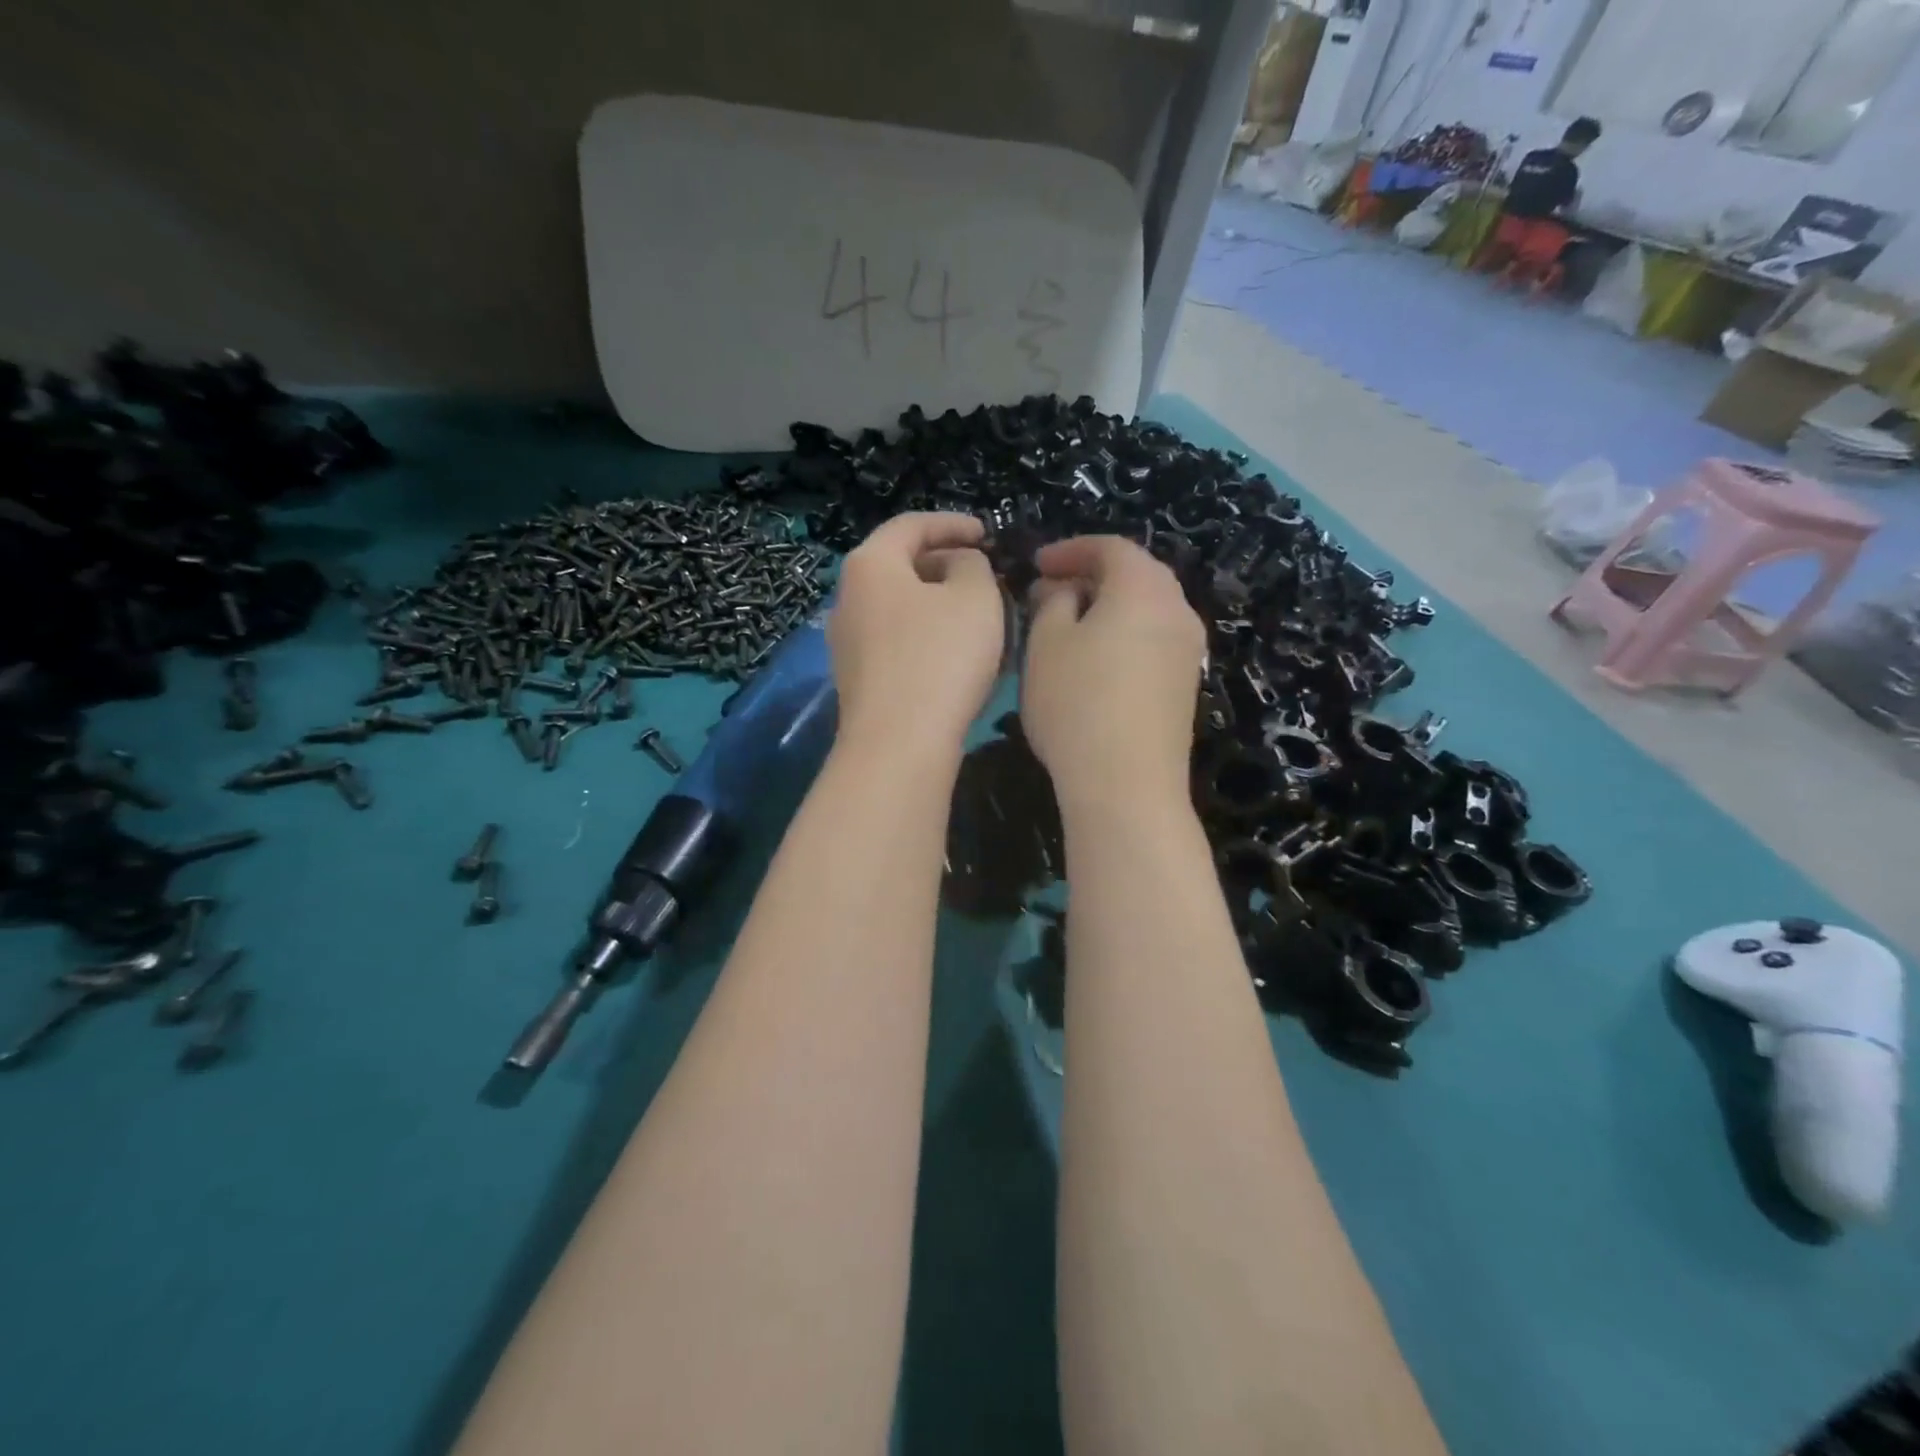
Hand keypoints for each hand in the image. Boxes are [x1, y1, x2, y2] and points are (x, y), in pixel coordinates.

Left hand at [828, 513, 1004, 758]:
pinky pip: (897, 643)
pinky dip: (928, 637)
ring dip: (940, 606)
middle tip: (987, 577)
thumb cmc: (940, 658)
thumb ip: (972, 565)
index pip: (911, 525)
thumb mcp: (975, 596)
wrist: (898, 745)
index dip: (954, 524)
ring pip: (901, 608)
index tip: (988, 535)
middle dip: (947, 566)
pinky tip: (958, 657)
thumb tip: (958, 565)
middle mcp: (847, 598)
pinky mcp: (859, 680)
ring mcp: (848, 643)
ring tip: (979, 618)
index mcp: (870, 564)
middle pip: (901, 566)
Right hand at [1020, 535, 1205, 810]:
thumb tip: (1063, 590)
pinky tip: (1096, 660)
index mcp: (1144, 588)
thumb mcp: (1046, 644)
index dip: (1070, 549)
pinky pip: (1154, 639)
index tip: (1036, 565)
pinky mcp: (1185, 684)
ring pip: (1147, 608)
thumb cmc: (1077, 703)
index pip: (1110, 548)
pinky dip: (1125, 633)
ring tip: (1069, 625)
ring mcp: (1188, 650)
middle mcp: (1177, 610)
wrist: (1126, 783)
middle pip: (1136, 574)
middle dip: (1091, 575)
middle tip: (1051, 591)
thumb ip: (1052, 602)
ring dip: (1108, 606)